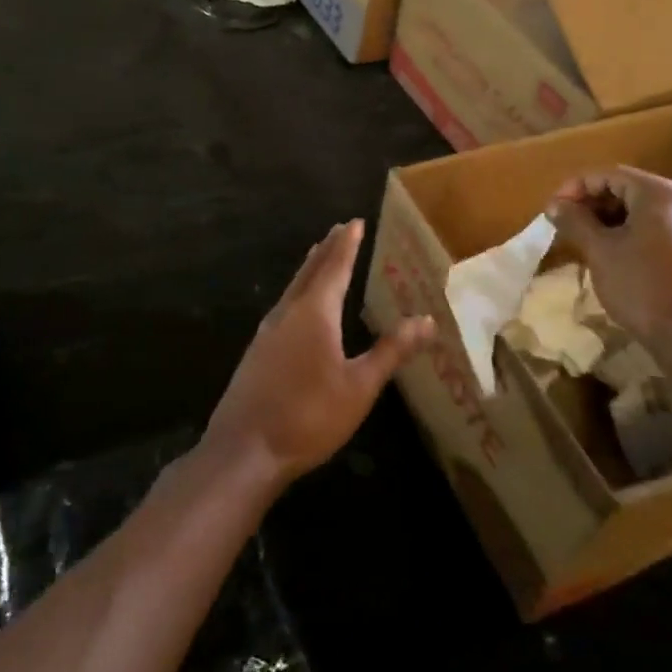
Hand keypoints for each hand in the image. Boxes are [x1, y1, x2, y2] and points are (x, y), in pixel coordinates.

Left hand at [205, 220, 434, 489]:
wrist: (244, 450)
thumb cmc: (309, 416)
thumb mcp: (359, 387)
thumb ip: (391, 351)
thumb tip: (426, 320)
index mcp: (315, 313)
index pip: (335, 268)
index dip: (347, 245)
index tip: (354, 222)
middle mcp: (288, 313)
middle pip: (310, 272)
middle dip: (327, 250)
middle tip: (339, 229)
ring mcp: (267, 332)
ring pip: (292, 289)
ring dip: (309, 269)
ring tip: (319, 256)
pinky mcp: (256, 352)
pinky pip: (283, 307)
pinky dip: (297, 292)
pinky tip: (297, 307)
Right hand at [546, 167, 671, 347]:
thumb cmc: (641, 285)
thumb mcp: (600, 250)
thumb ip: (575, 221)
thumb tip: (554, 205)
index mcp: (658, 193)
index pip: (608, 175)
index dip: (575, 188)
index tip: (551, 210)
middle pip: (626, 189)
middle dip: (591, 204)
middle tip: (564, 225)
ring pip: (640, 211)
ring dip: (607, 220)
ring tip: (582, 241)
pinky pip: (654, 229)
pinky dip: (628, 234)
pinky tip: (610, 255)